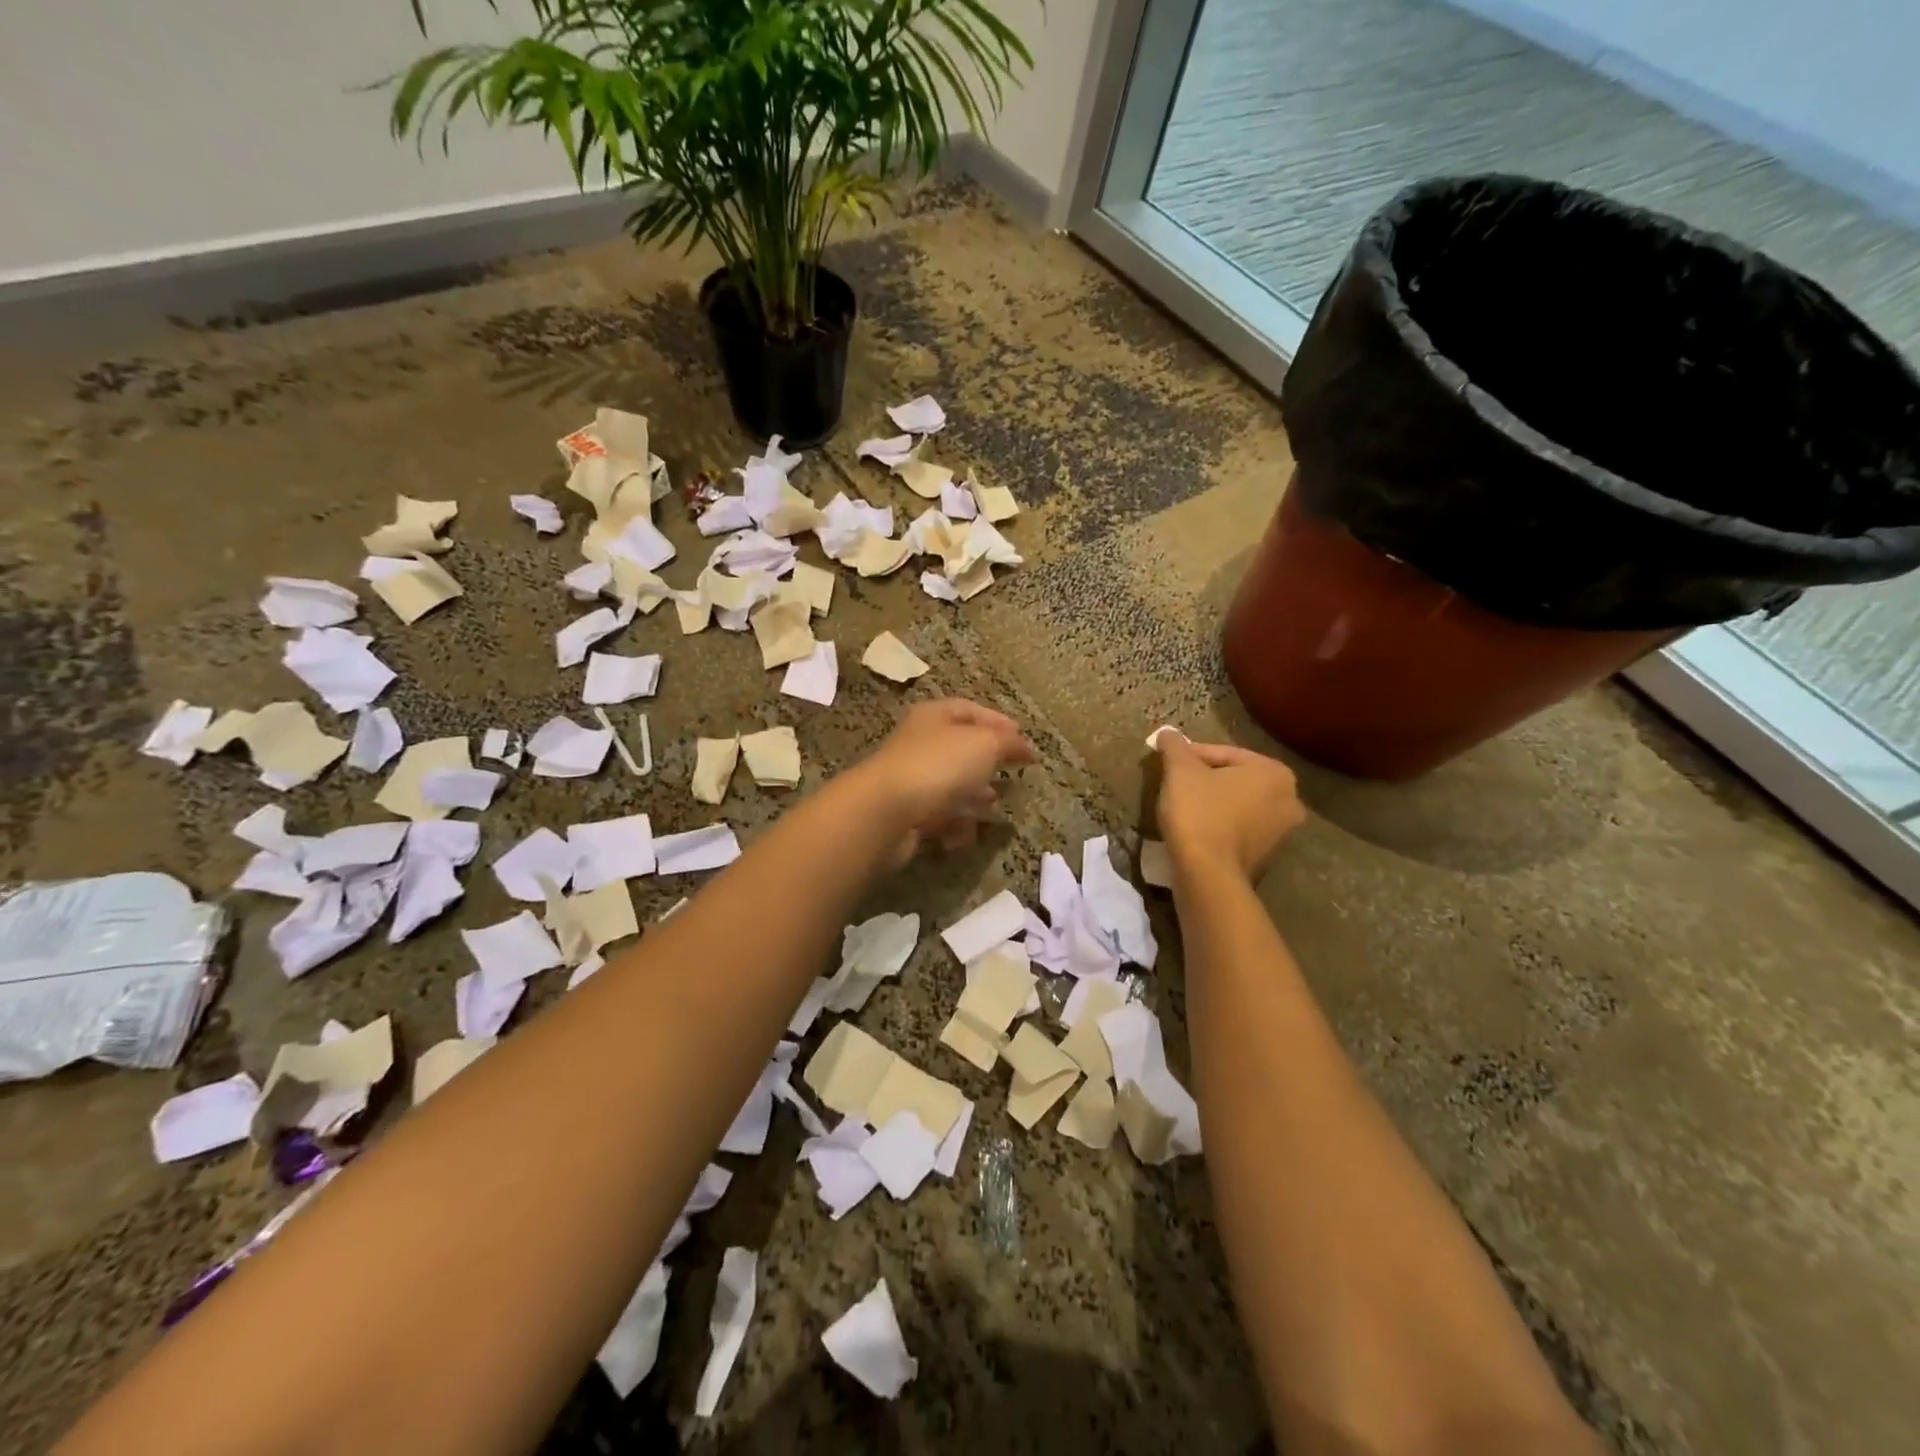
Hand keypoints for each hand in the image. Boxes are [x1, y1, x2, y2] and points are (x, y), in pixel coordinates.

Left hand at [849, 699, 1036, 864]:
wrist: (887, 812)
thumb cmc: (939, 766)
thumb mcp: (984, 744)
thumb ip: (1008, 743)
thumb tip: (1025, 748)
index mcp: (934, 716)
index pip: (970, 710)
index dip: (998, 722)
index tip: (1024, 741)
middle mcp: (920, 743)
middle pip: (960, 750)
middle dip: (987, 764)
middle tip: (1012, 777)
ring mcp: (911, 780)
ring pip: (950, 786)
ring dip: (972, 798)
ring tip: (993, 809)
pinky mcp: (906, 814)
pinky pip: (938, 817)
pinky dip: (954, 826)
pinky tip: (964, 835)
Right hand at [1156, 730, 1304, 880]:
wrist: (1207, 874)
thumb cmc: (1198, 812)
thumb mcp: (1180, 770)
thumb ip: (1175, 746)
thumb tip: (1166, 732)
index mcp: (1275, 772)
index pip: (1225, 753)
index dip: (1191, 755)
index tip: (1169, 762)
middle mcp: (1289, 799)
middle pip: (1234, 779)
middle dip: (1205, 778)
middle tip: (1175, 782)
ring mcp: (1281, 832)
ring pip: (1238, 805)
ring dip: (1213, 802)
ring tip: (1182, 806)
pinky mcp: (1267, 857)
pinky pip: (1238, 829)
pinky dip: (1219, 825)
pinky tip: (1195, 828)